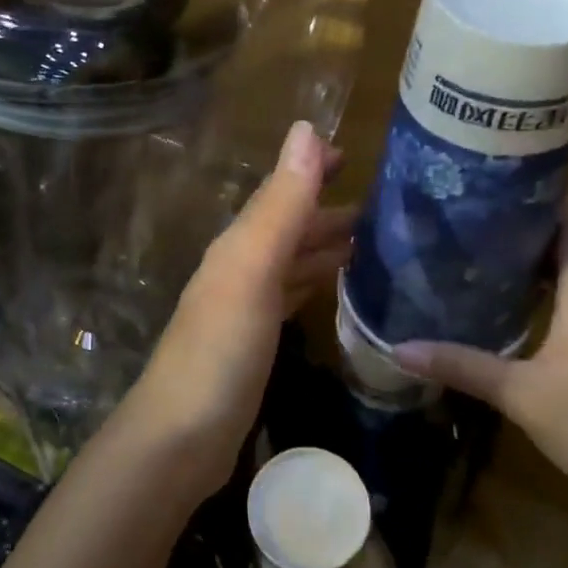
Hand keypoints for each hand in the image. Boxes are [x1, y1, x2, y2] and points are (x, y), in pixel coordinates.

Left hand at [119, 121, 350, 496]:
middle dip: (328, 209)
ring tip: (375, 241)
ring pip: (291, 261)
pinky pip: (291, 297)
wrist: (182, 438)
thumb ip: (280, 205)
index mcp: (240, 245)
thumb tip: (305, 129)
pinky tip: (337, 288)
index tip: (353, 153)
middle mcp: (240, 268)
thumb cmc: (220, 350)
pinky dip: (315, 283)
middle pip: (288, 226)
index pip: (280, 192)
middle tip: (386, 205)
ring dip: (325, 245)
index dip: (311, 169)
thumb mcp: (252, 269)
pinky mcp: (254, 344)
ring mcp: (245, 308)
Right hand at [393, 201, 567, 523]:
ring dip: (536, 266)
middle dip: (522, 230)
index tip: (491, 178)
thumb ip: (463, 365)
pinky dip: (551, 296)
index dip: (538, 191)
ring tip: (481, 259)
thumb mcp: (523, 396)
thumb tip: (399, 347)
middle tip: (467, 223)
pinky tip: (515, 309)